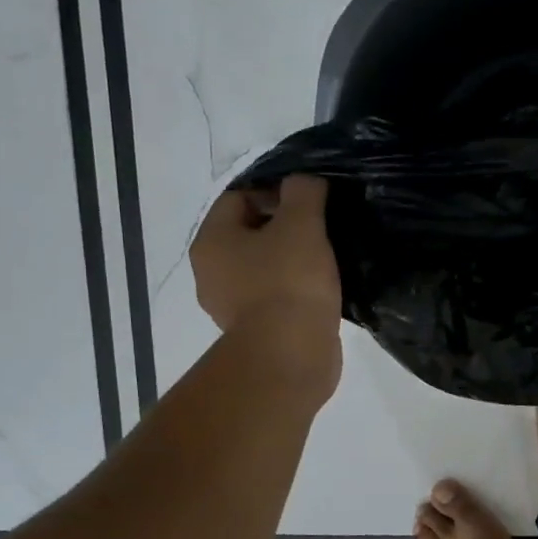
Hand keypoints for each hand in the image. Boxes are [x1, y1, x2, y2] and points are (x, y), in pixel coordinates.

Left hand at [192, 174, 342, 380]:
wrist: (290, 356)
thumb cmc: (290, 282)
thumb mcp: (302, 224)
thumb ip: (304, 192)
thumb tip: (305, 182)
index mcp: (212, 241)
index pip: (237, 197)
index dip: (274, 191)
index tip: (310, 203)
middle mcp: (211, 273)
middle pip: (249, 234)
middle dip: (285, 228)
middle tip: (321, 231)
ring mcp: (231, 307)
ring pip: (263, 269)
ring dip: (291, 262)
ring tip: (326, 263)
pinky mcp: (255, 333)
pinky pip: (275, 299)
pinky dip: (295, 292)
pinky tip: (321, 293)